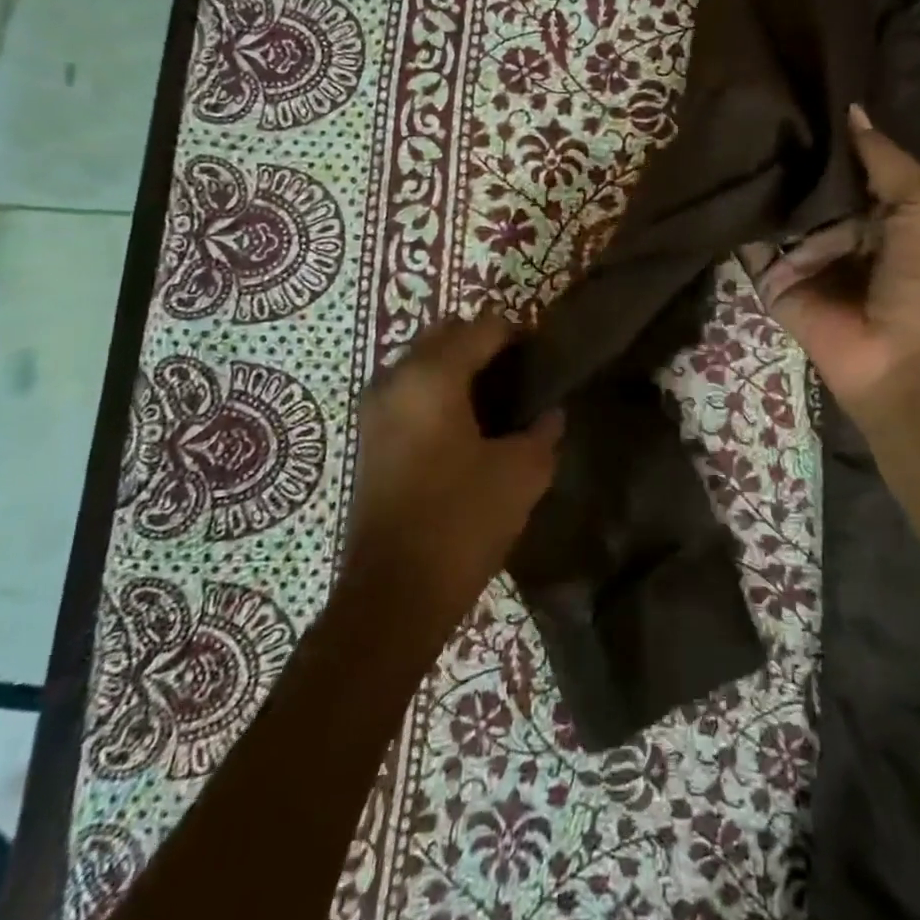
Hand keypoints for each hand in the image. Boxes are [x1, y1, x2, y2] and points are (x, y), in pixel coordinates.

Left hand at [347, 313, 562, 626]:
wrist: (393, 592)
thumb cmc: (462, 521)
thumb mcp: (521, 474)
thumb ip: (542, 432)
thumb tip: (551, 414)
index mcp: (433, 376)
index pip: (483, 328)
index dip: (519, 334)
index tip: (545, 356)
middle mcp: (396, 378)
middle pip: (446, 336)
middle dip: (484, 345)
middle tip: (522, 375)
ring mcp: (375, 408)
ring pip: (423, 363)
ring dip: (458, 368)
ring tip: (497, 402)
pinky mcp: (369, 437)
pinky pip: (408, 391)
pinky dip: (438, 393)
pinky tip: (467, 427)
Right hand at [745, 106, 919, 426]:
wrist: (907, 365)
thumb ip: (885, 158)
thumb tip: (851, 109)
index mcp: (885, 209)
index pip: (848, 162)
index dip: (826, 131)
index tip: (792, 86)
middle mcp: (842, 229)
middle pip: (807, 184)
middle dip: (785, 152)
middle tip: (749, 104)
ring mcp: (805, 257)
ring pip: (775, 211)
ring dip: (757, 181)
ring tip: (725, 133)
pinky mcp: (774, 284)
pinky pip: (751, 247)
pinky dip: (736, 222)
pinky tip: (716, 182)